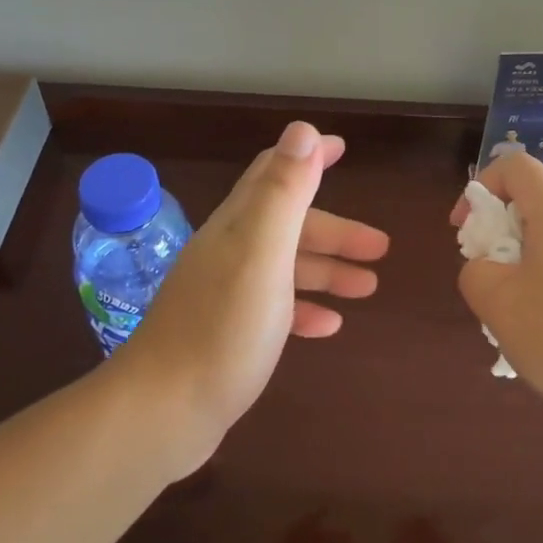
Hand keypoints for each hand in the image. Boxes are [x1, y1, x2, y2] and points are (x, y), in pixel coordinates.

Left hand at [116, 121, 389, 466]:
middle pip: (288, 225)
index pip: (274, 172)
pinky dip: (305, 308)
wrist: (162, 413)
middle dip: (335, 230)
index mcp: (238, 225)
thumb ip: (284, 191)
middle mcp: (229, 250)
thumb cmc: (223, 328)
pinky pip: (275, 309)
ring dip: (327, 270)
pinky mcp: (226, 333)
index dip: (308, 156)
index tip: (342, 148)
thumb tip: (302, 129)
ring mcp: (225, 293)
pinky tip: (329, 325)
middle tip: (379, 248)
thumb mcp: (262, 252)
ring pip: (286, 267)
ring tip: (368, 287)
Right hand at [452, 152, 542, 435]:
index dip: (479, 190)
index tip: (465, 233)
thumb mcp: (501, 306)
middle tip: (490, 279)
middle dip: (500, 237)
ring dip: (527, 269)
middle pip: (535, 204)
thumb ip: (475, 275)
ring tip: (521, 317)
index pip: (513, 166)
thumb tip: (485, 268)